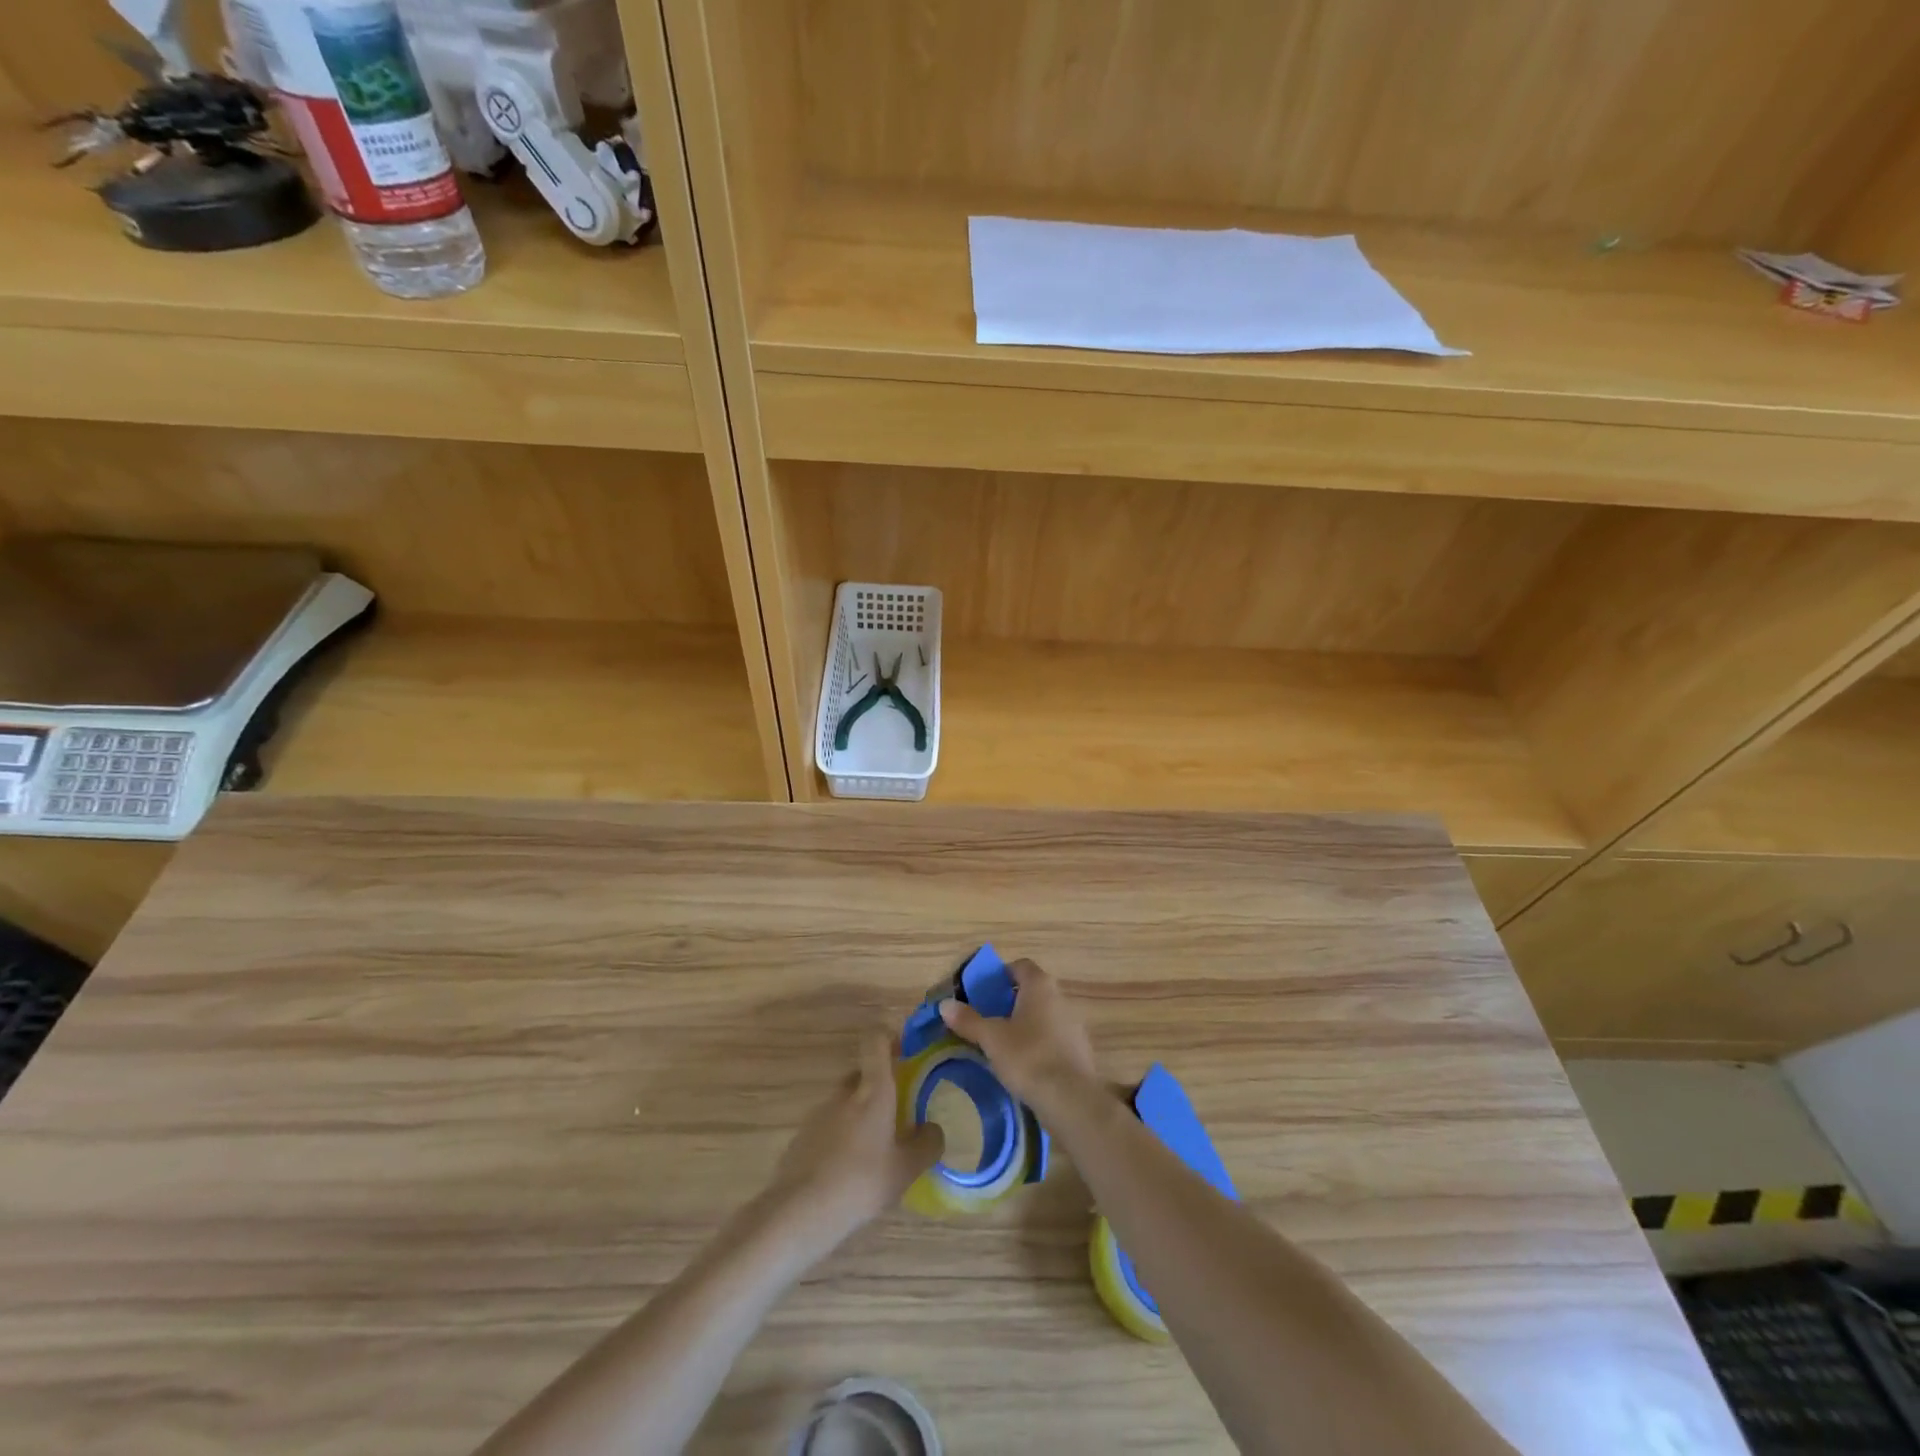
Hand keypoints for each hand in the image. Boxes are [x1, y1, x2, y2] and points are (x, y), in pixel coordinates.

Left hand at [759, 1033, 943, 1258]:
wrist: (799, 1212)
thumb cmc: (861, 1182)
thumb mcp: (906, 1169)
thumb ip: (927, 1144)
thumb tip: (933, 1129)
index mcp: (872, 1090)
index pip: (876, 1040)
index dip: (889, 1036)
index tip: (904, 1050)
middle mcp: (844, 1093)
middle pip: (862, 1074)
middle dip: (879, 1087)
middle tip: (898, 1113)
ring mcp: (818, 1114)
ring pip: (845, 1103)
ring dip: (860, 1116)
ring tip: (874, 1152)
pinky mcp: (801, 1137)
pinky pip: (828, 1127)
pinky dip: (841, 1139)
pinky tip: (848, 1173)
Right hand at [938, 959, 1099, 1110]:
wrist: (1071, 1099)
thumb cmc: (1028, 1057)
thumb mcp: (991, 1038)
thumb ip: (968, 1020)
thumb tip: (945, 1005)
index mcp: (1040, 985)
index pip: (1020, 966)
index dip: (1000, 975)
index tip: (983, 992)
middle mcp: (1060, 997)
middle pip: (1032, 991)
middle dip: (1010, 1002)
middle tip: (988, 1019)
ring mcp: (1074, 1023)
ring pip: (1043, 1015)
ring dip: (1025, 1024)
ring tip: (1003, 1044)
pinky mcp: (1080, 1049)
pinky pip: (1054, 1037)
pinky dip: (1039, 1043)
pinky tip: (1025, 1064)